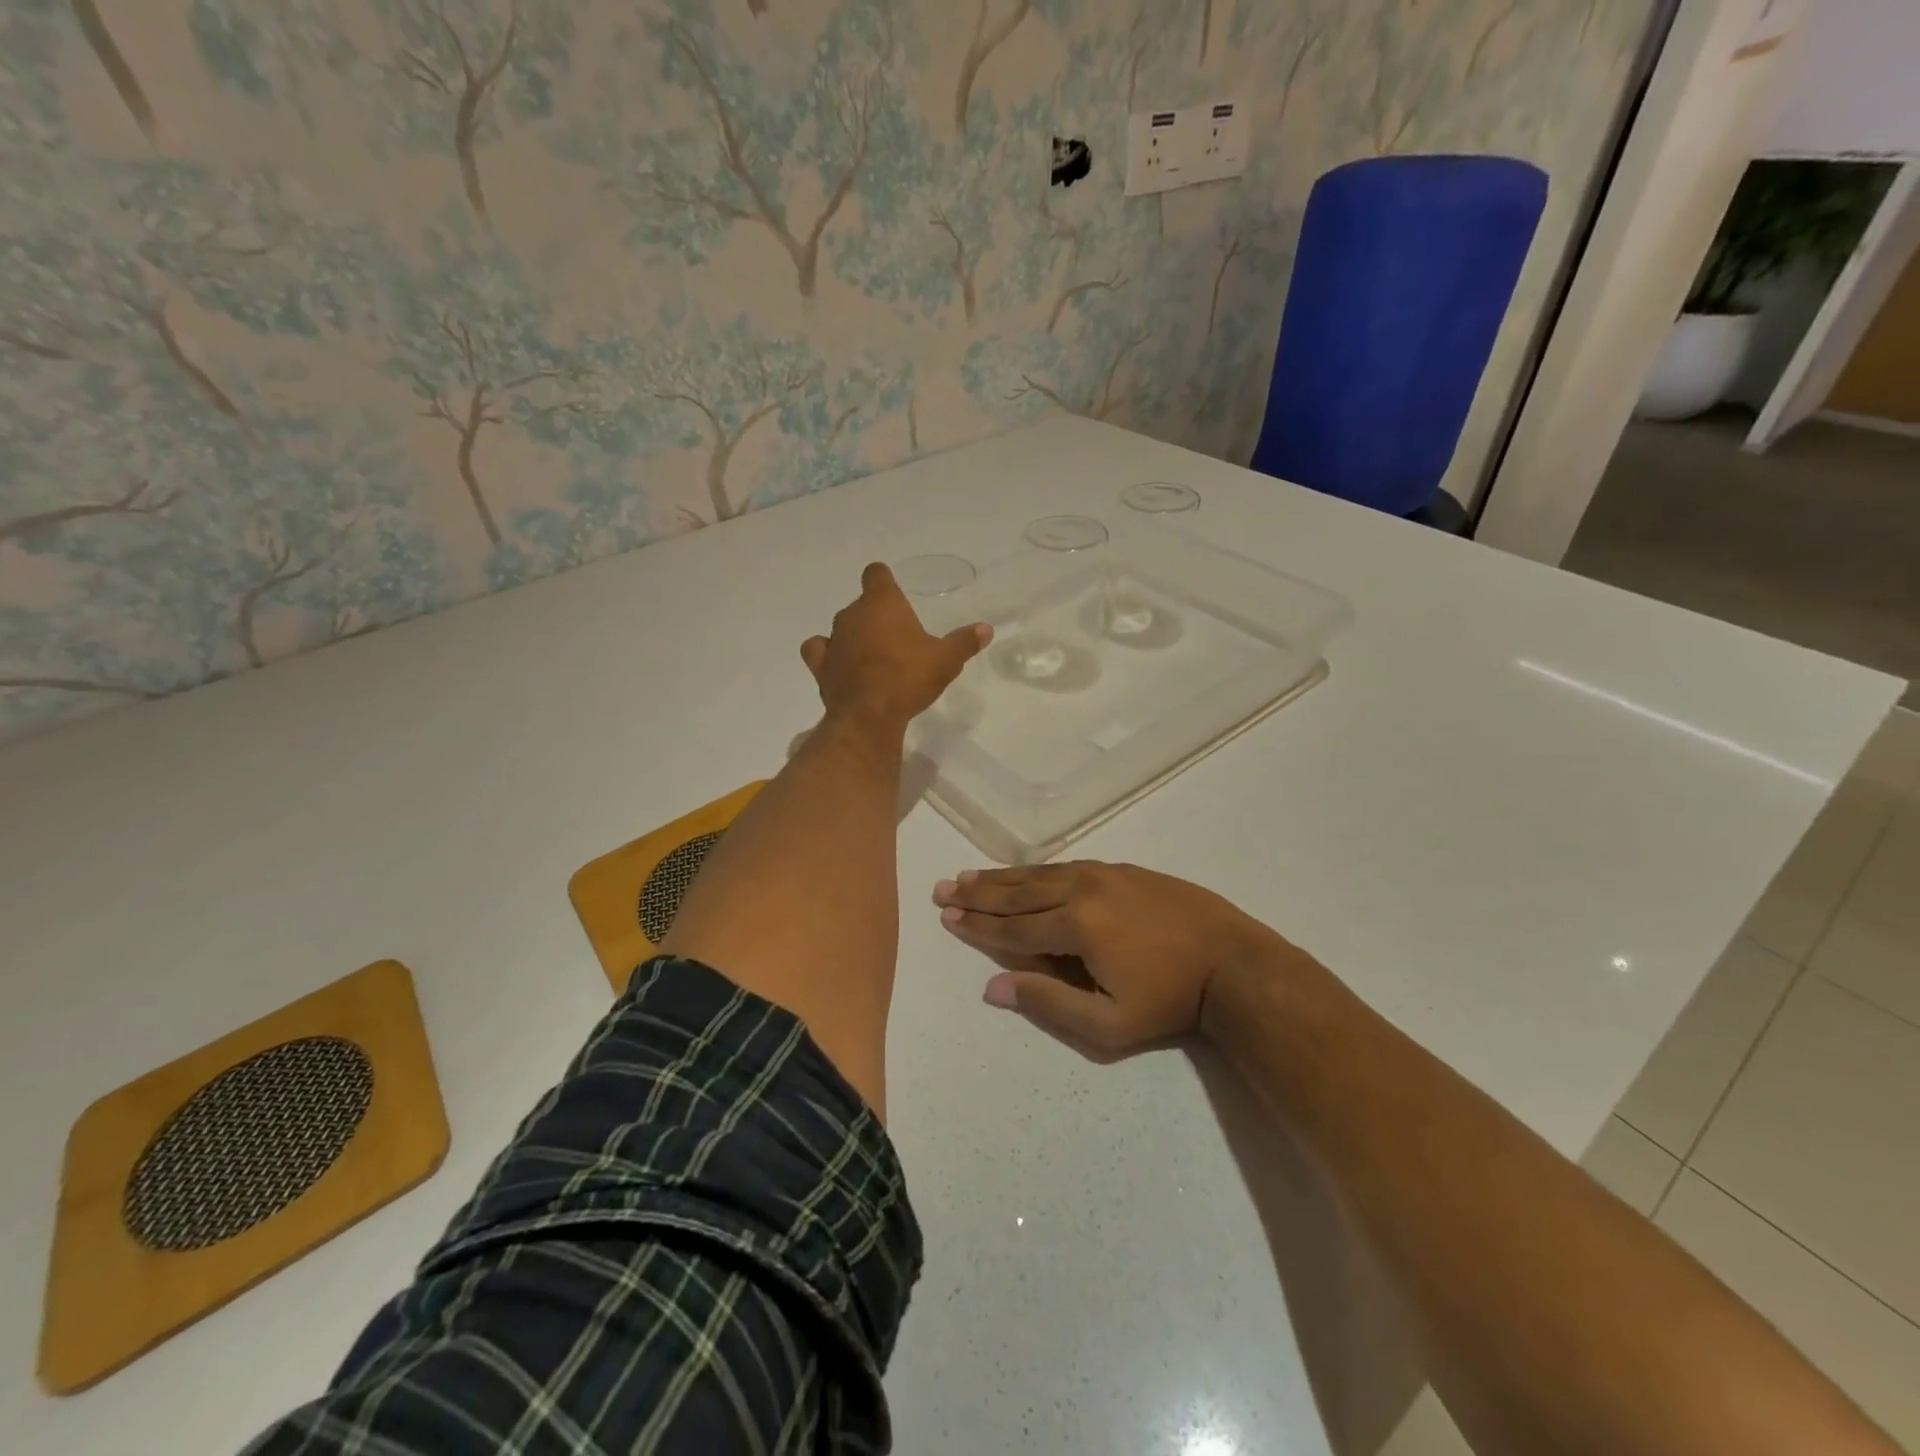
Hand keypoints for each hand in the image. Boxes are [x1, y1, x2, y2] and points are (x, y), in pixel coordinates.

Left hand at [802, 564, 990, 729]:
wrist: (869, 714)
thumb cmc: (909, 677)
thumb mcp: (946, 660)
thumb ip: (964, 642)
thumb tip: (986, 629)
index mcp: (882, 603)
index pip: (876, 574)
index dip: (883, 580)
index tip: (893, 591)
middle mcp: (852, 614)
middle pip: (862, 604)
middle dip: (876, 617)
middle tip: (897, 638)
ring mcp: (833, 639)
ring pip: (841, 627)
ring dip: (854, 636)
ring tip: (872, 656)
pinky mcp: (820, 666)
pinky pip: (820, 651)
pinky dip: (828, 655)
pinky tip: (839, 665)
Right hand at [932, 861, 1265, 1058]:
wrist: (1233, 961)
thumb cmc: (1170, 1000)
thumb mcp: (1110, 1023)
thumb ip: (1049, 1003)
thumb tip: (993, 987)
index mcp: (1077, 925)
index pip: (1014, 927)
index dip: (978, 925)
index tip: (947, 916)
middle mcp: (1083, 889)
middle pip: (1019, 892)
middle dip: (979, 892)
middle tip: (944, 887)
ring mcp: (1104, 874)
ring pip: (1040, 874)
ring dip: (1002, 876)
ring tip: (970, 875)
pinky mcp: (1122, 869)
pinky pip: (1066, 867)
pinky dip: (1036, 870)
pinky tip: (1024, 872)